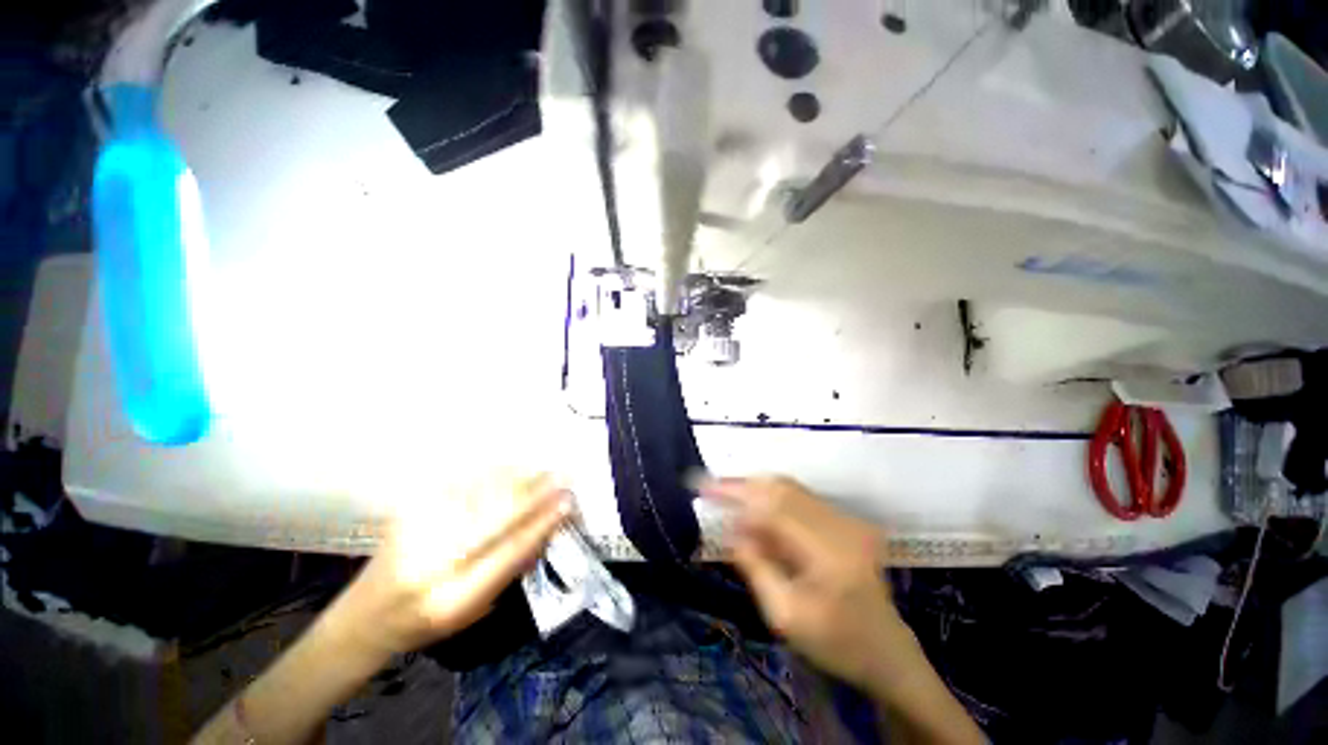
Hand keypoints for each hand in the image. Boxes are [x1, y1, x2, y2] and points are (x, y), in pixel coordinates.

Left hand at [324, 473, 571, 660]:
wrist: (366, 615)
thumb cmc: (429, 621)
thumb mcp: (476, 609)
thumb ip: (512, 567)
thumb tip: (548, 525)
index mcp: (453, 598)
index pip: (509, 552)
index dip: (542, 524)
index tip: (567, 503)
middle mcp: (431, 562)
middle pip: (495, 517)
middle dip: (535, 493)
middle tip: (563, 476)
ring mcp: (416, 530)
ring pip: (479, 494)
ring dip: (518, 478)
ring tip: (543, 469)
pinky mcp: (409, 509)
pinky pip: (460, 483)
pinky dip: (492, 473)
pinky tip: (511, 466)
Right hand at [703, 476, 904, 691]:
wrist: (887, 652)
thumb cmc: (836, 644)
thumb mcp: (785, 617)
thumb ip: (755, 567)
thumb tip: (730, 527)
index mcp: (829, 553)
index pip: (773, 507)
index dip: (735, 492)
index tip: (703, 487)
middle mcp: (841, 525)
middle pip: (781, 487)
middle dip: (742, 485)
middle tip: (710, 488)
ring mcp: (847, 518)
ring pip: (790, 487)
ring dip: (755, 489)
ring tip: (727, 497)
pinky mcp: (846, 519)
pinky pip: (800, 496)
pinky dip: (771, 497)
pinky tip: (755, 509)